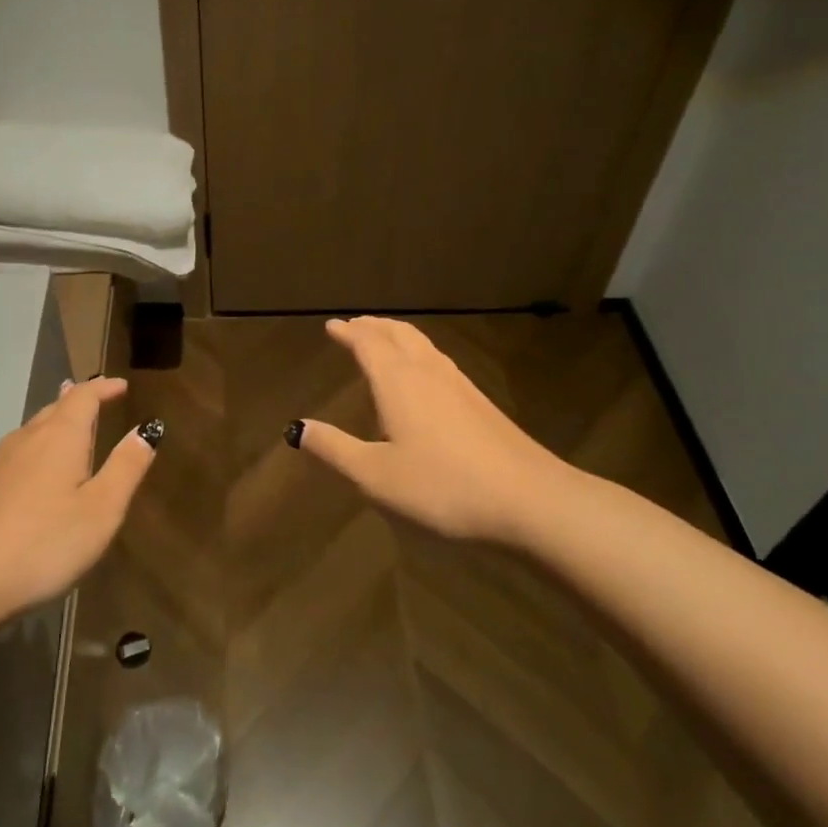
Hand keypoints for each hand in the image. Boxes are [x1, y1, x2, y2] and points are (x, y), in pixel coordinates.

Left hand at [0, 377, 158, 624]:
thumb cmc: (44, 543)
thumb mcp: (101, 509)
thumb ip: (126, 467)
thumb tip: (147, 428)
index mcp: (60, 437)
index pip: (84, 396)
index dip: (104, 388)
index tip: (122, 385)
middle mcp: (27, 440)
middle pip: (55, 407)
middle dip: (79, 399)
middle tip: (99, 398)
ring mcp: (0, 463)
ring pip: (34, 428)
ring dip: (57, 419)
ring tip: (70, 421)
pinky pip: (20, 450)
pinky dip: (40, 444)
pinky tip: (37, 464)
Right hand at [292, 316, 586, 545]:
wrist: (530, 501)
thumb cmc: (442, 487)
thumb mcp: (375, 475)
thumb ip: (334, 449)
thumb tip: (297, 428)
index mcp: (398, 382)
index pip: (368, 344)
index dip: (348, 332)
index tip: (332, 326)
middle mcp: (429, 373)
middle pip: (399, 335)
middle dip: (374, 327)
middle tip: (355, 325)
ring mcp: (460, 386)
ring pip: (424, 346)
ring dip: (398, 337)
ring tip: (385, 341)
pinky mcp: (481, 404)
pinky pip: (440, 363)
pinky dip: (420, 355)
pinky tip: (425, 378)